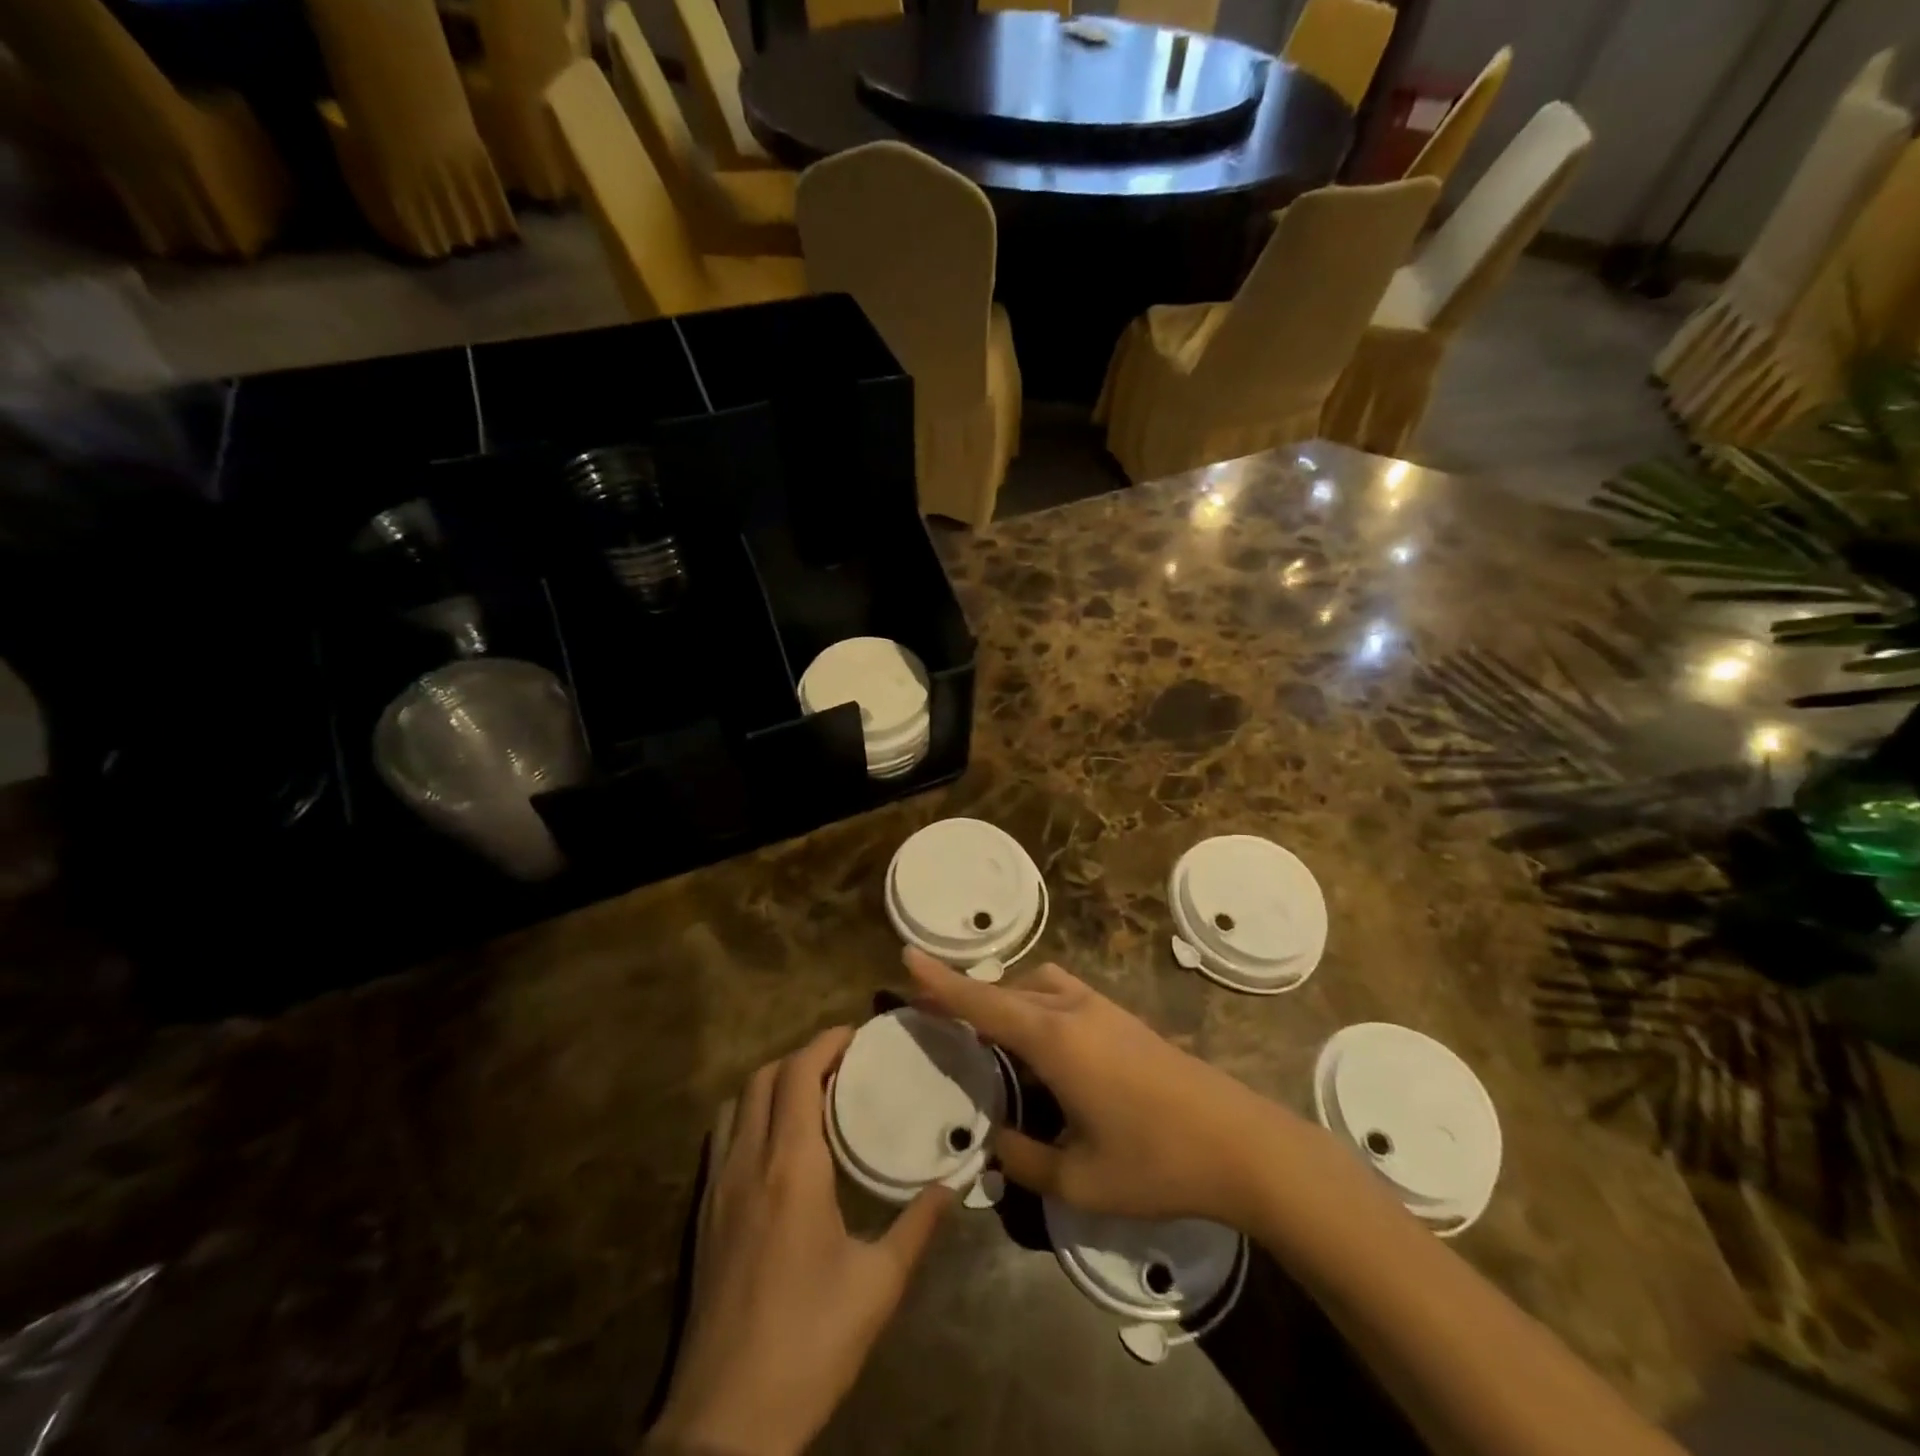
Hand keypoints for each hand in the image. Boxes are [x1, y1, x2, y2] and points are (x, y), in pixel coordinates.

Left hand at [652, 1028, 951, 1455]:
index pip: (798, 1074)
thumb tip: (955, 1182)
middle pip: (763, 1078)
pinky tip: (777, 1142)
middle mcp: (748, 1162)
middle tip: (842, 1062)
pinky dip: (750, 1113)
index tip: (856, 1034)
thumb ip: (918, 1225)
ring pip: (737, 1103)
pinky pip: (722, 1136)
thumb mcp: (878, 1286)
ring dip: (772, 1082)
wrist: (726, 1422)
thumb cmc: (809, 1345)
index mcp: (790, 1168)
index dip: (825, 1042)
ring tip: (811, 1093)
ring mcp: (717, 1187)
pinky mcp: (703, 1214)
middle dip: (801, 1056)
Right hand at [905, 948, 1285, 1228]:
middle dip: (969, 996)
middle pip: (1008, 990)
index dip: (942, 982)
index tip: (907, 956)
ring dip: (1007, 999)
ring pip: (1038, 987)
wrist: (1242, 1143)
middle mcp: (1074, 1011)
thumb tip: (993, 1144)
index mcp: (1055, 1041)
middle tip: (937, 1015)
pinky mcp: (1124, 1018)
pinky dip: (1035, 1006)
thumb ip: (1026, 1160)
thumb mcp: (1080, 1181)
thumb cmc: (1157, 1162)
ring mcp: (1103, 1009)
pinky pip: (1063, 996)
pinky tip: (1041, 1046)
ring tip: (989, 1036)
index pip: (983, 1004)